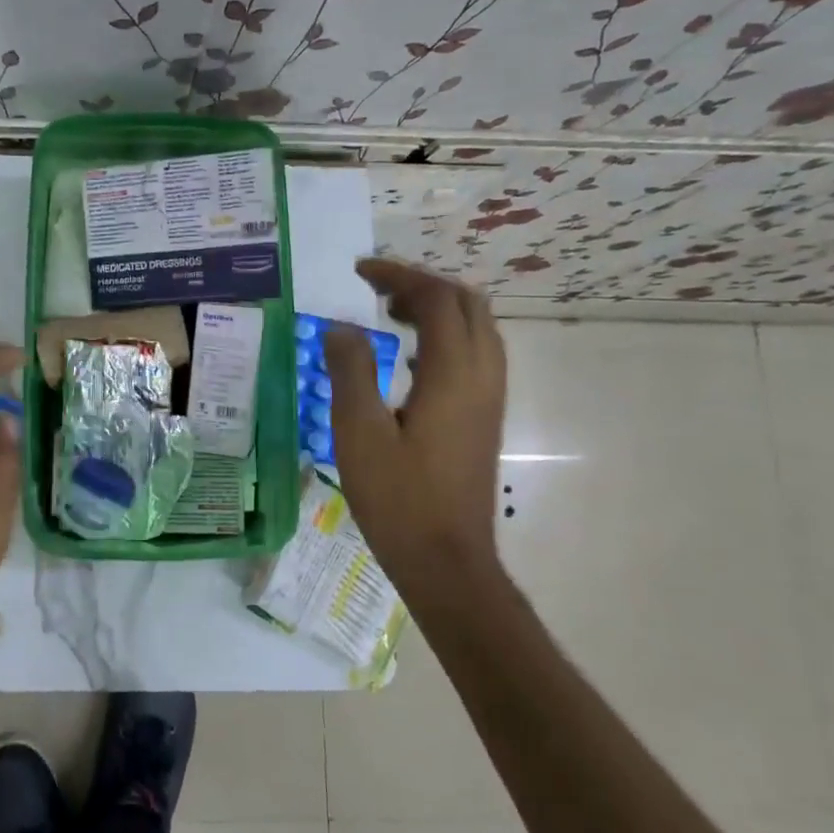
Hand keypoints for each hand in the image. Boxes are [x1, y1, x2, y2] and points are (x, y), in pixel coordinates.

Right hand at [324, 260, 507, 592]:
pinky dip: (446, 336)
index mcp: (454, 373)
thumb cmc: (398, 498)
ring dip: (438, 308)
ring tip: (390, 315)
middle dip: (422, 285)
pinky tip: (411, 359)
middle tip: (376, 289)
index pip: (435, 298)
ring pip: (477, 328)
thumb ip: (351, 370)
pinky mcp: (486, 417)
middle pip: (466, 304)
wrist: (447, 560)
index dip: (397, 275)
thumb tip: (343, 327)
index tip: (358, 272)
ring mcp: (490, 398)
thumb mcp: (358, 432)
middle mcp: (483, 376)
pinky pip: (476, 354)